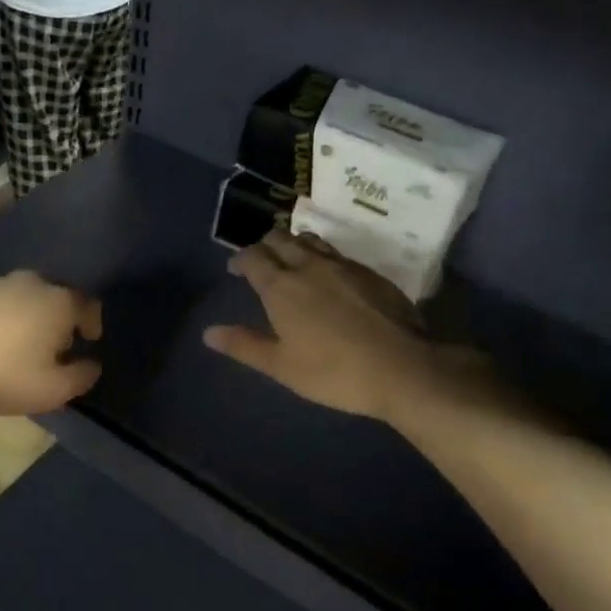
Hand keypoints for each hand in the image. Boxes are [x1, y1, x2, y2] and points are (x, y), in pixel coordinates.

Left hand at [0, 271, 101, 416]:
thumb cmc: (4, 376)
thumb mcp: (54, 390)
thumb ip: (82, 376)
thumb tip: (92, 365)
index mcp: (58, 302)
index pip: (87, 304)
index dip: (92, 322)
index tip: (89, 341)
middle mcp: (30, 283)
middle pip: (53, 295)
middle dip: (58, 317)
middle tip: (52, 345)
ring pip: (21, 295)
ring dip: (26, 314)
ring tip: (16, 343)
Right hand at [203, 232, 463, 421]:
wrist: (401, 367)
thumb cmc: (332, 372)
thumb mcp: (281, 366)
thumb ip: (245, 346)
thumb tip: (208, 333)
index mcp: (281, 286)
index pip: (253, 257)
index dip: (240, 259)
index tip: (236, 268)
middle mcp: (309, 265)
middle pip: (281, 239)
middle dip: (266, 245)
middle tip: (262, 260)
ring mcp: (343, 265)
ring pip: (311, 240)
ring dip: (295, 244)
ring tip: (292, 259)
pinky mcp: (370, 272)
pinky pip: (337, 253)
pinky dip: (322, 256)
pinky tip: (329, 276)